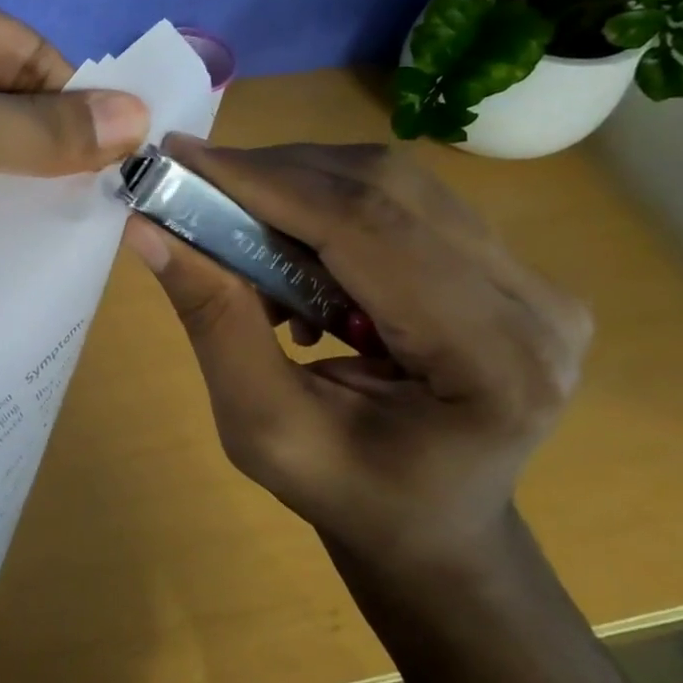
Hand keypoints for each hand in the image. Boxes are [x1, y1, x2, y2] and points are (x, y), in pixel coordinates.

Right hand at [126, 136, 590, 568]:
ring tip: (238, 220)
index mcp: (492, 363)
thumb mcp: (264, 428)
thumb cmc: (350, 496)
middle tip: (194, 183)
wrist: (433, 526)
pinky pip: (403, 200)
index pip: (368, 229)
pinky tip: (291, 244)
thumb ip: (216, 324)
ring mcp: (533, 280)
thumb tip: (148, 229)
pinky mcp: (508, 267)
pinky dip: (327, 201)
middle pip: (385, 189)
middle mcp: (534, 305)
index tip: (181, 157)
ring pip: (393, 182)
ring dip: (298, 184)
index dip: (267, 183)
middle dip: (274, 175)